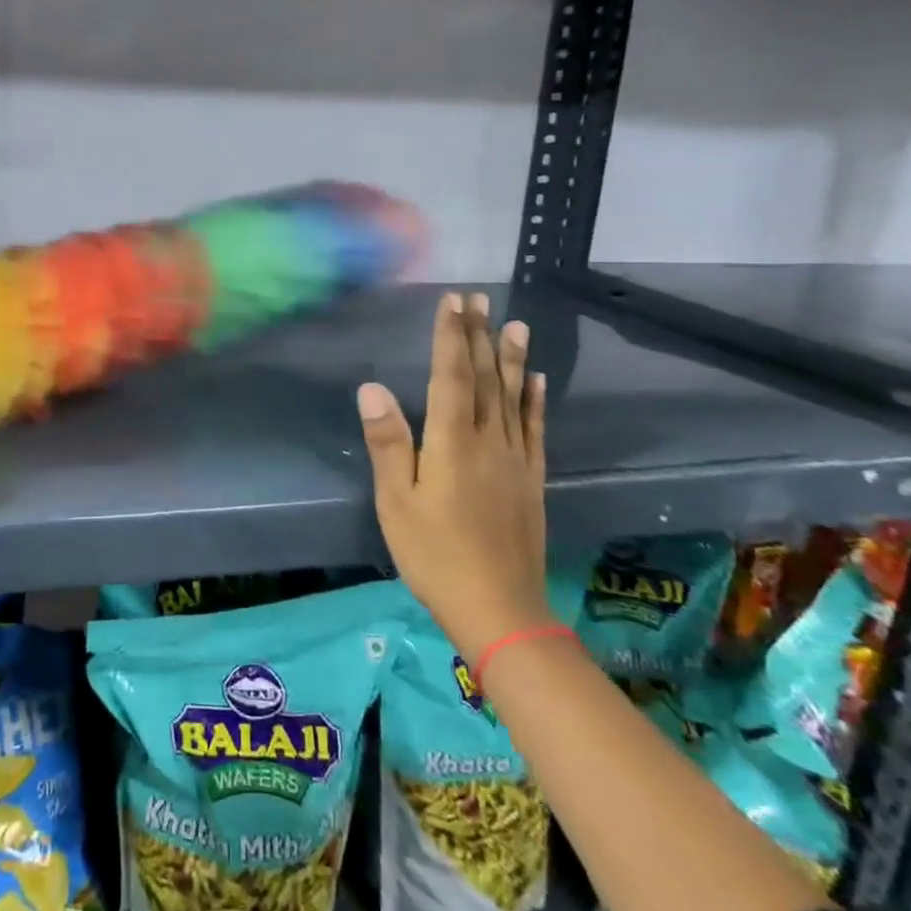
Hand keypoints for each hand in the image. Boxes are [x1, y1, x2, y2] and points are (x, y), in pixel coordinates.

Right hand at [357, 291, 553, 658]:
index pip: (451, 376)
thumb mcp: (396, 502)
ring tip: (515, 324)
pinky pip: (534, 430)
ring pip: (512, 397)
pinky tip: (537, 380)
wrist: (500, 611)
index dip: (450, 336)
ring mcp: (514, 460)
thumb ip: (388, 442)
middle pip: (485, 378)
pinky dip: (535, 401)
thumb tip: (372, 386)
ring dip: (511, 358)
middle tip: (480, 299)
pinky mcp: (530, 480)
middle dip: (479, 335)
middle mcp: (487, 441)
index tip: (452, 302)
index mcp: (451, 442)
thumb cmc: (434, 555)